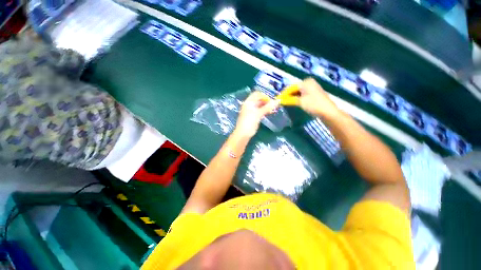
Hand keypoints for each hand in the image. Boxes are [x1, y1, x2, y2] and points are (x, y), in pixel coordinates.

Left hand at [235, 91, 279, 137]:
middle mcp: (249, 105)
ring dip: (267, 106)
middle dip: (267, 101)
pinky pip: (260, 111)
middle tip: (275, 104)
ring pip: (260, 106)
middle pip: (259, 100)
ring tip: (274, 109)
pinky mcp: (253, 116)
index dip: (264, 96)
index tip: (272, 100)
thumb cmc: (249, 122)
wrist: (243, 134)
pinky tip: (271, 112)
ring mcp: (251, 111)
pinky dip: (265, 111)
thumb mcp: (258, 114)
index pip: (257, 94)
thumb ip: (268, 107)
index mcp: (248, 102)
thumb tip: (277, 101)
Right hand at [279, 78, 340, 117]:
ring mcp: (312, 88)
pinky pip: (302, 94)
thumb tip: (279, 100)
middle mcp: (309, 83)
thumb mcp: (300, 102)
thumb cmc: (313, 105)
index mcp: (306, 82)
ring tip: (285, 102)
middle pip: (294, 89)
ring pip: (298, 92)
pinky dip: (297, 98)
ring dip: (292, 97)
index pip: (291, 87)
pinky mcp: (314, 94)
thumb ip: (289, 99)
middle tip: (280, 101)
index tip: (277, 99)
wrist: (328, 112)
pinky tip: (293, 102)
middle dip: (287, 95)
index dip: (284, 94)